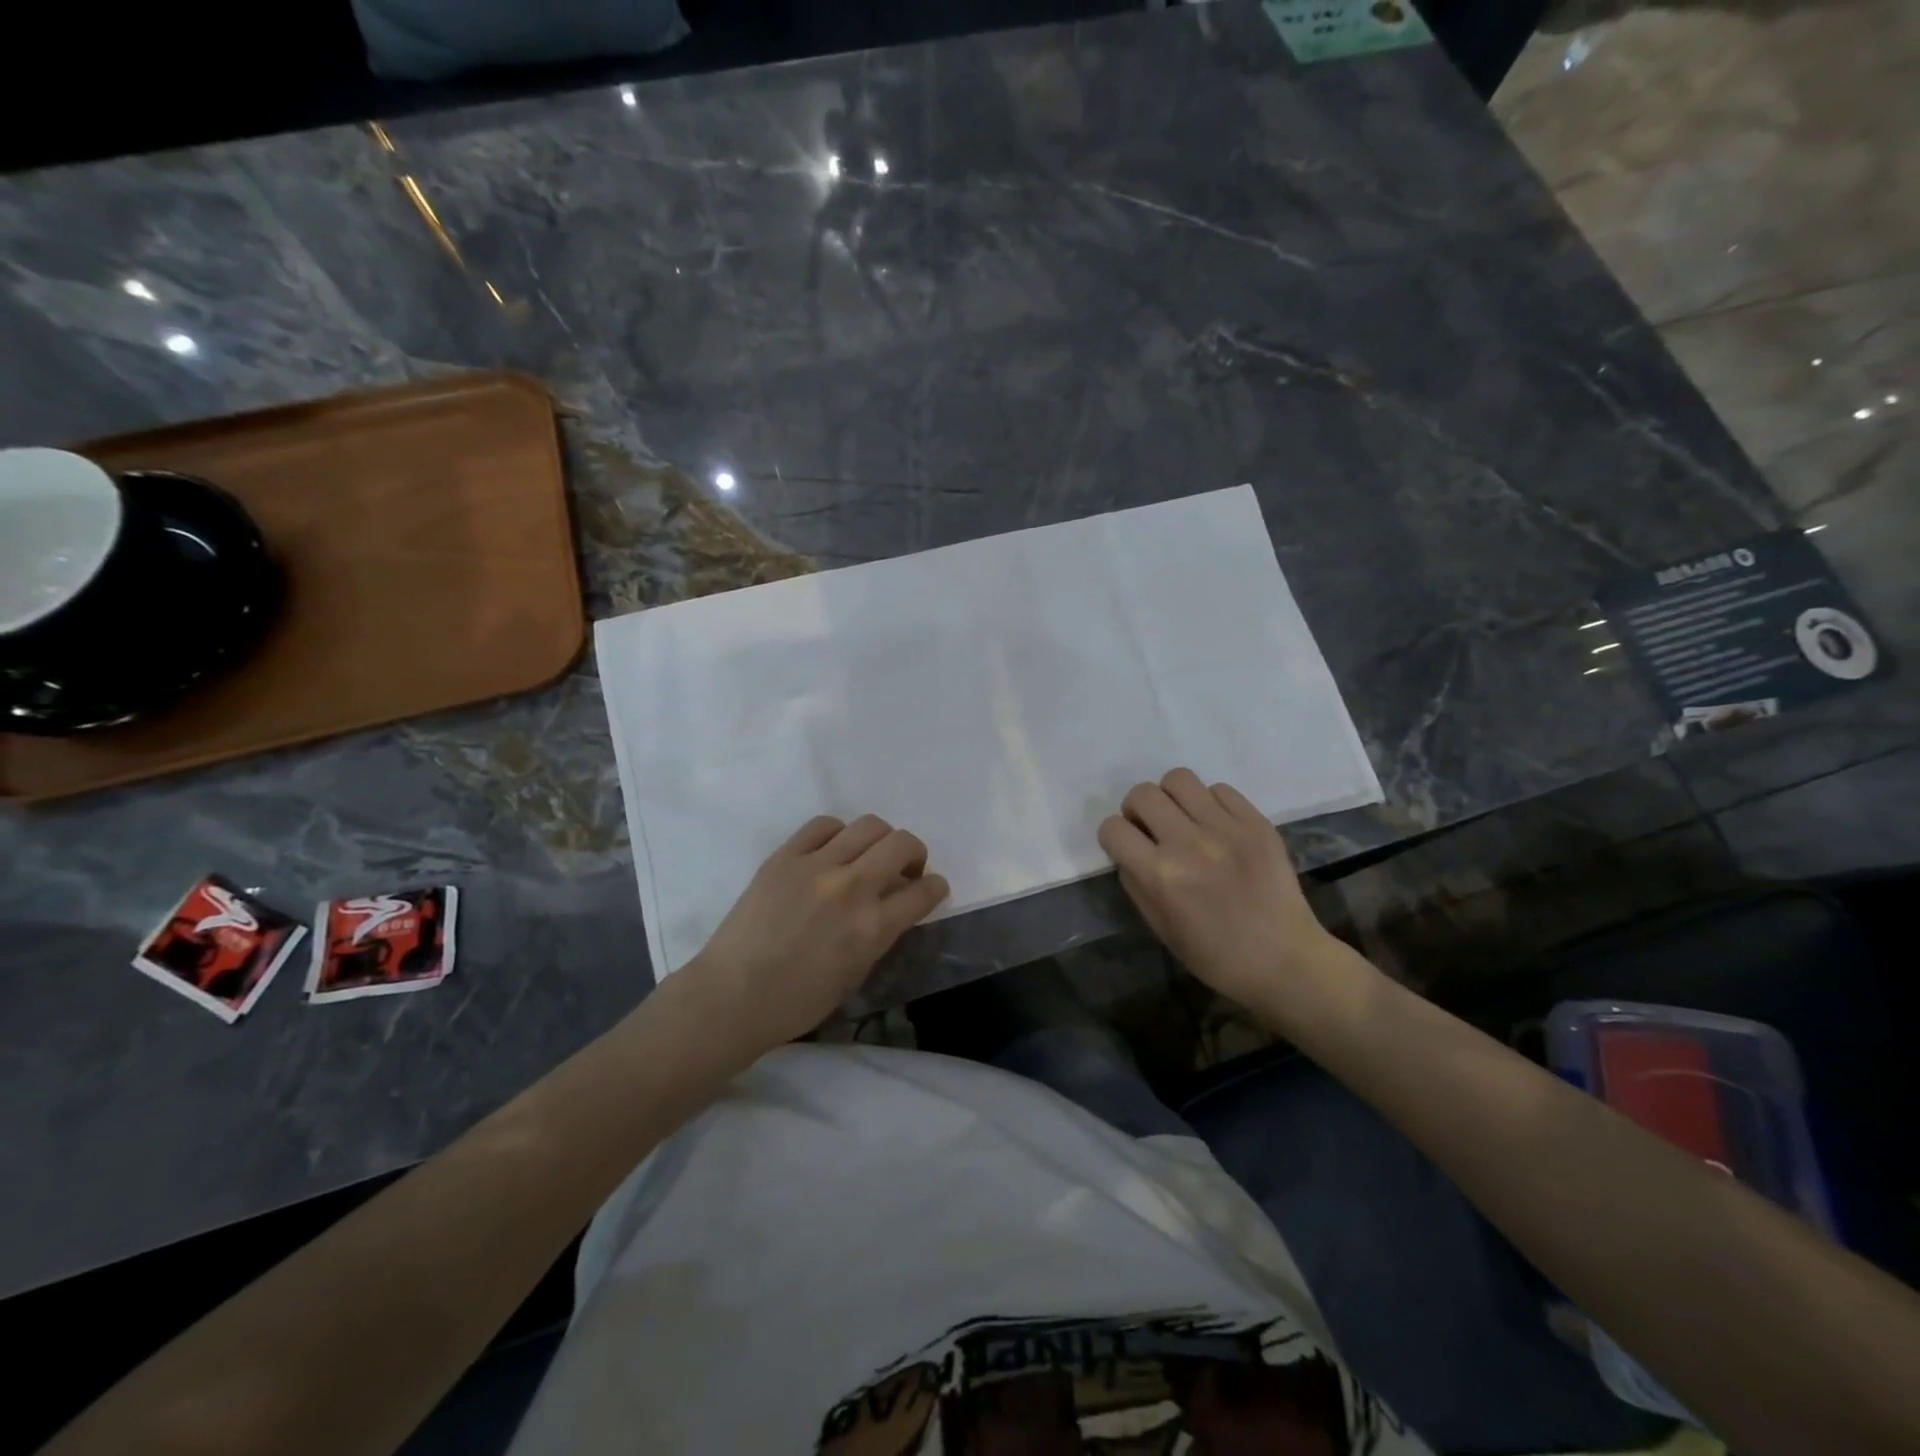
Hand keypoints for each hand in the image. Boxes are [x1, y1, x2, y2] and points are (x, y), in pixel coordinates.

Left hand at [680, 814, 949, 1055]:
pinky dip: (839, 834)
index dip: (935, 887)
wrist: (733, 995)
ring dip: (881, 840)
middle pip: (902, 844)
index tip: (931, 888)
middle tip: (905, 869)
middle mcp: (851, 887)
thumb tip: (893, 906)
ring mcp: (816, 865)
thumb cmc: (798, 1000)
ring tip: (870, 856)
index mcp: (873, 927)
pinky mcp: (785, 855)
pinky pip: (823, 825)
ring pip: (869, 825)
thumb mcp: (857, 973)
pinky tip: (833, 850)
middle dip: (915, 855)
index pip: (924, 891)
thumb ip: (881, 934)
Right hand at [1097, 768, 1348, 1010]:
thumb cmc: (1215, 955)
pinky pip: (1219, 790)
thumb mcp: (1160, 927)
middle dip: (1137, 810)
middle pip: (1142, 794)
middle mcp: (1188, 843)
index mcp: (1160, 876)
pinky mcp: (1256, 822)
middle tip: (1153, 829)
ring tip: (1183, 819)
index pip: (1113, 828)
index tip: (1127, 846)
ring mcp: (1226, 828)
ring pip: (1179, 779)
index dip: (1114, 837)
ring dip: (1172, 798)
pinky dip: (1210, 803)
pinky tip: (1217, 827)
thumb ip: (1136, 883)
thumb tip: (1128, 851)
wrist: (1284, 961)